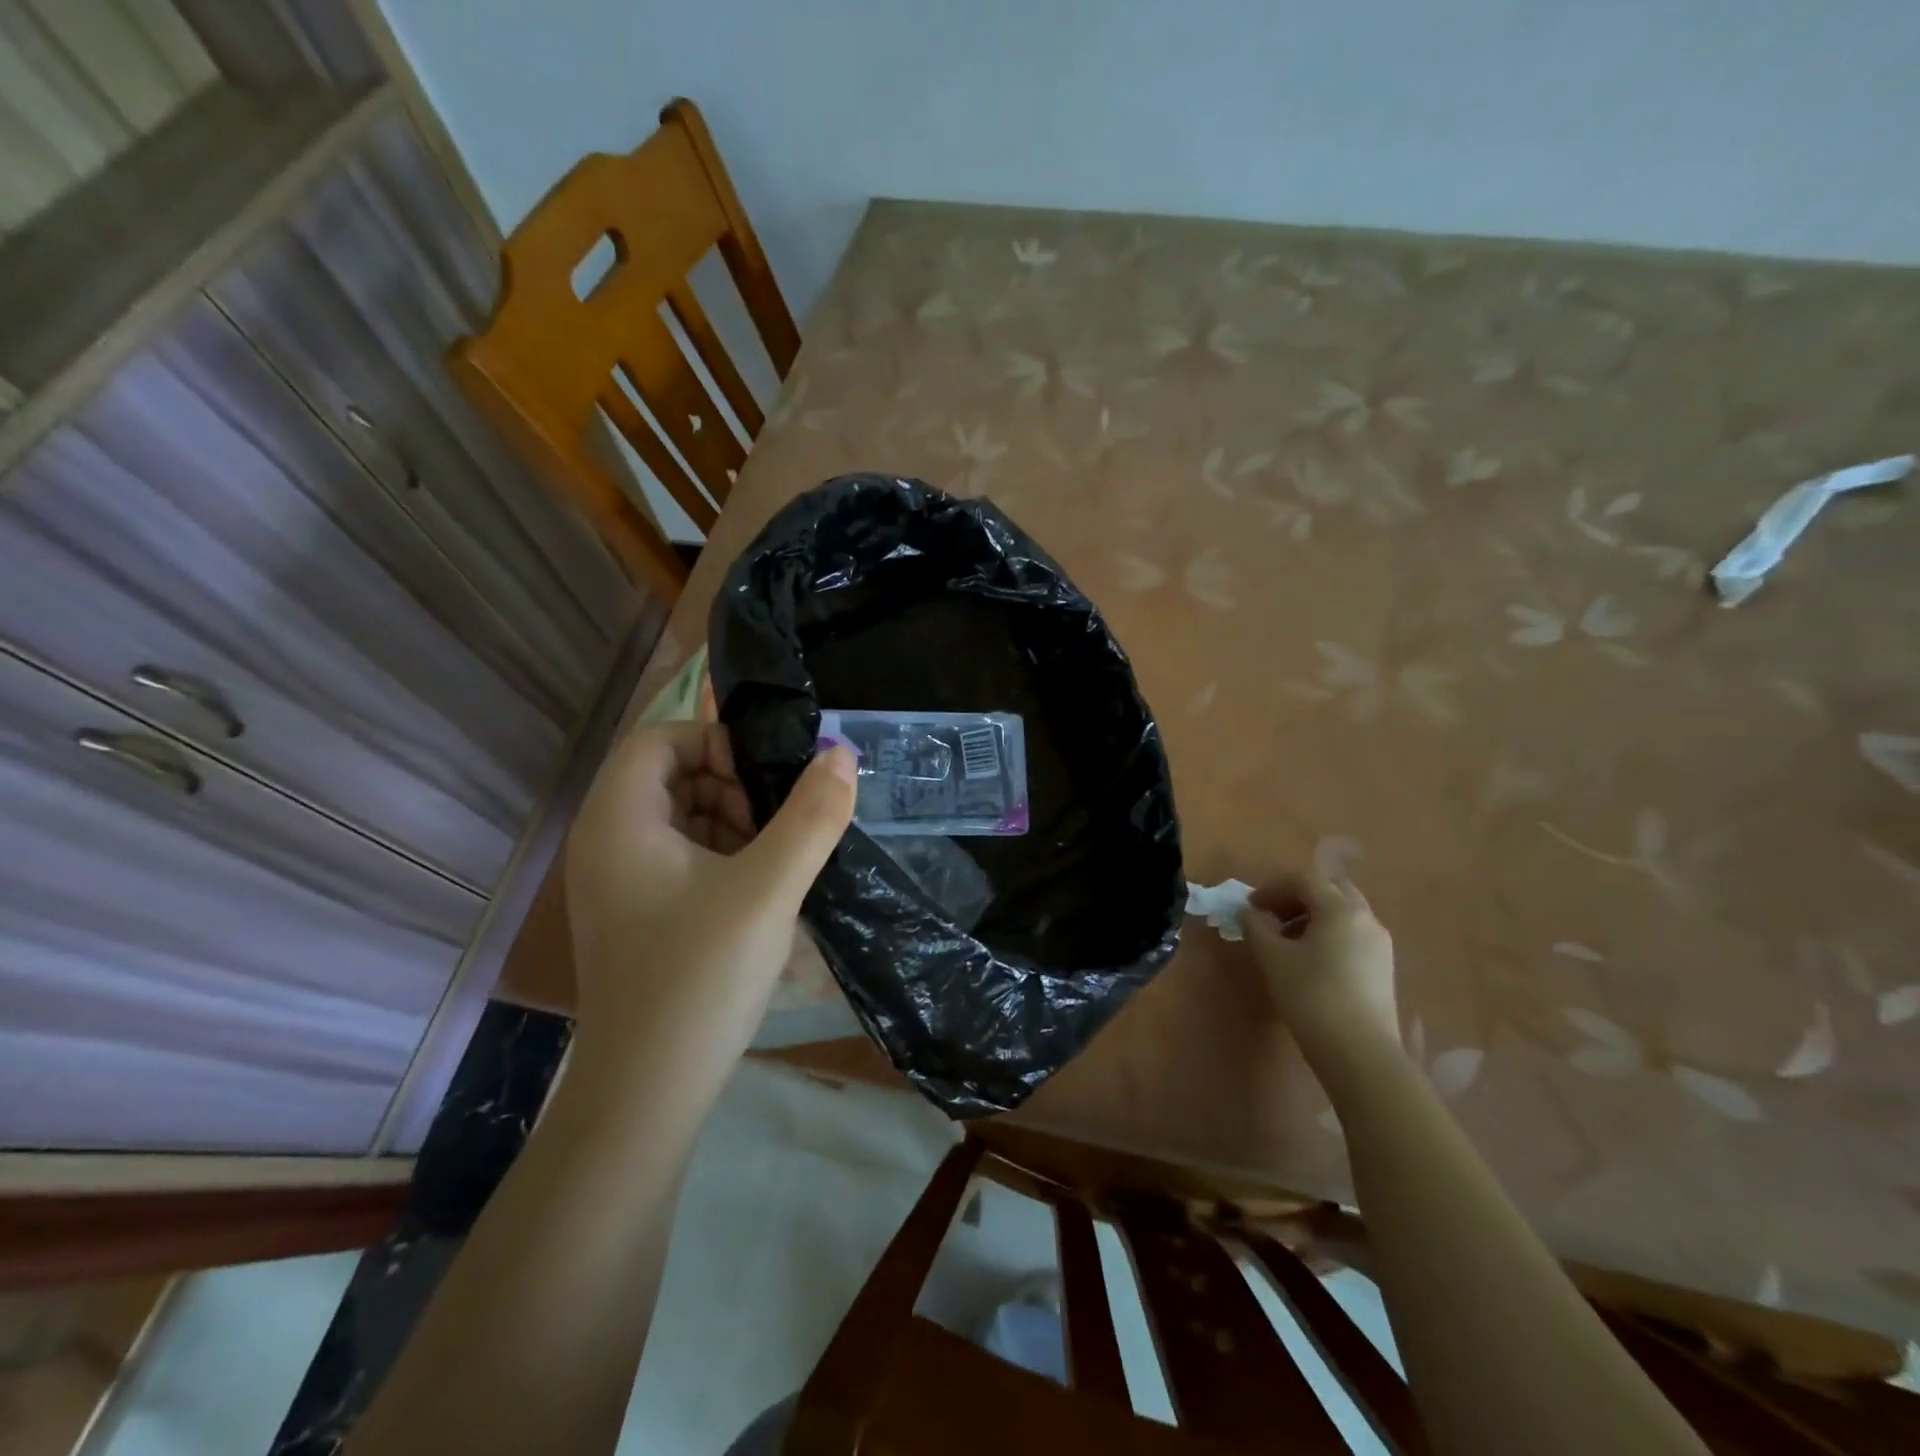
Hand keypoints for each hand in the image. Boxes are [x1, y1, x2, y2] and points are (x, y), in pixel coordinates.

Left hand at [563, 722, 855, 1060]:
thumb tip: (840, 753)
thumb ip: (811, 816)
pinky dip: (721, 857)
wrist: (647, 1094)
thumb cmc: (701, 978)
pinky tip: (757, 893)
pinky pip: (679, 856)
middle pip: (670, 774)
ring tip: (775, 862)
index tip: (766, 780)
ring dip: (732, 822)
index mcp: (618, 821)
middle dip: (731, 786)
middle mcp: (605, 841)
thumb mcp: (769, 889)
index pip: (660, 738)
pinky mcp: (635, 913)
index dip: (717, 742)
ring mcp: (617, 882)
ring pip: (680, 816)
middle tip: (777, 825)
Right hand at [1240, 872, 1398, 1052]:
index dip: (1272, 888)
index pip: (1304, 880)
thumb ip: (1256, 927)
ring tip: (1287, 940)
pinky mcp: (1383, 967)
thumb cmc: (1311, 996)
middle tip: (1272, 916)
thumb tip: (1248, 913)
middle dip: (1297, 897)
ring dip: (1313, 915)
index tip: (1250, 907)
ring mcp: (1379, 943)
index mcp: (1340, 909)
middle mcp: (1365, 918)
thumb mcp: (1273, 958)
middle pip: (1330, 889)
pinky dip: (1329, 933)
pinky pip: (1353, 934)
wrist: (1360, 1053)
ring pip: (1344, 912)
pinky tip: (1311, 960)